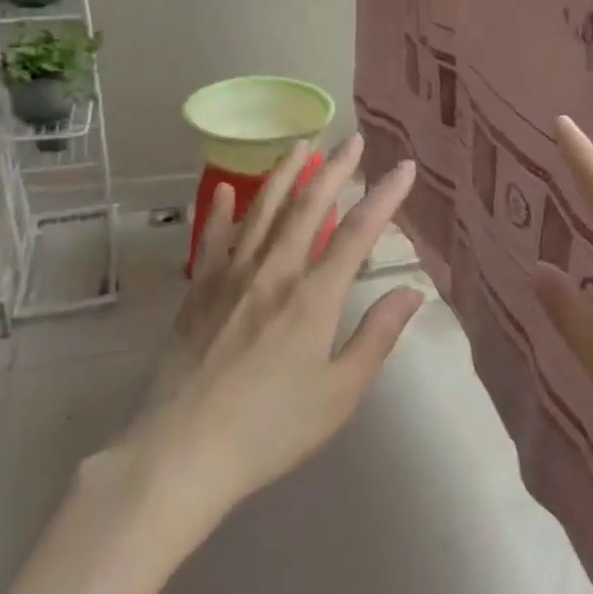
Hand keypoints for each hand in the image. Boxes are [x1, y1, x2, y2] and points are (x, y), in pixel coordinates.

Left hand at [117, 136, 423, 525]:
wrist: (181, 453)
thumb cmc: (271, 429)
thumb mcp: (339, 393)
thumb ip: (377, 336)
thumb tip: (411, 291)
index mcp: (314, 297)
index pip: (358, 232)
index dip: (385, 196)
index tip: (405, 167)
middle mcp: (274, 273)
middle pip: (309, 206)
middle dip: (336, 169)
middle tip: (354, 139)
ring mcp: (231, 277)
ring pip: (263, 210)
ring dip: (285, 174)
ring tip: (301, 144)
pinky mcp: (198, 292)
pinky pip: (212, 239)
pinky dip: (222, 210)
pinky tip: (227, 188)